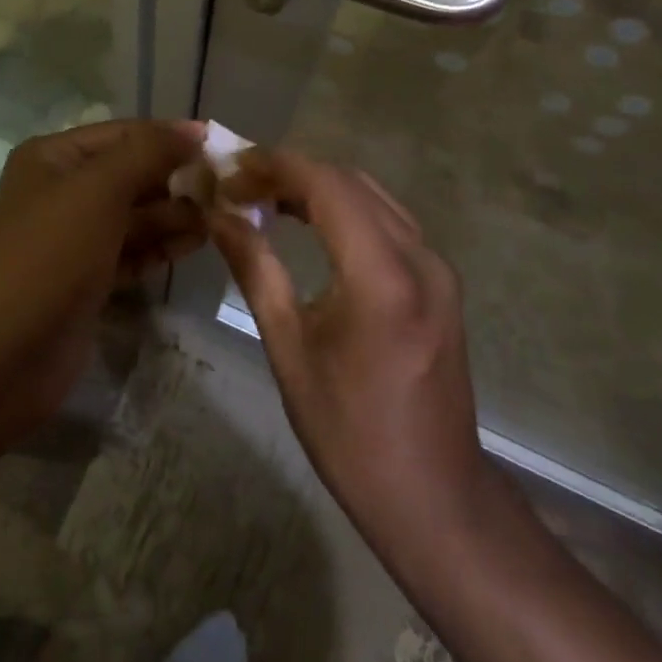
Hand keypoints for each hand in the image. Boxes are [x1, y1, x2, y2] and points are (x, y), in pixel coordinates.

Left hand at [0, 119, 206, 426]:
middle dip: (177, 179)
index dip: (170, 136)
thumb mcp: (99, 190)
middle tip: (229, 190)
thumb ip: (148, 153)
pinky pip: (133, 250)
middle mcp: (62, 191)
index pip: (124, 134)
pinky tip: (198, 243)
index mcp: (54, 158)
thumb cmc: (51, 256)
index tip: (221, 144)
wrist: (5, 356)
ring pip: (136, 215)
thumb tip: (194, 130)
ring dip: (176, 214)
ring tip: (220, 218)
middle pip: (132, 174)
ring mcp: (74, 238)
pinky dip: (162, 246)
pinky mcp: (88, 277)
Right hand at [211, 150, 493, 555]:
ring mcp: (438, 267)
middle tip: (239, 184)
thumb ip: (256, 270)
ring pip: (373, 196)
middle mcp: (419, 256)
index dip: (275, 167)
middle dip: (292, 172)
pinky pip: (389, 221)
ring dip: (319, 187)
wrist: (433, 494)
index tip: (229, 170)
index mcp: (381, 276)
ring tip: (265, 198)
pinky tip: (311, 224)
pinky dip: (346, 209)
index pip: (326, 185)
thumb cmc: (349, 432)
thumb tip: (219, 217)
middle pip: (350, 182)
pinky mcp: (442, 281)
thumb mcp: (289, 349)